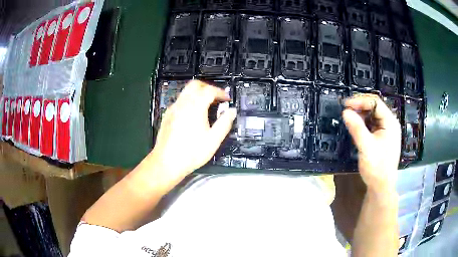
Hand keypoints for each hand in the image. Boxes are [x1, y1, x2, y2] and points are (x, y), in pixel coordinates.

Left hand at [145, 80, 235, 190]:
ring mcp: (173, 109)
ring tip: (207, 106)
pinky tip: (193, 114)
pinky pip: (180, 100)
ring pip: (186, 91)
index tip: (226, 99)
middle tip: (216, 98)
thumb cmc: (191, 153)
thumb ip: (224, 123)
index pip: (209, 90)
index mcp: (195, 107)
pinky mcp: (167, 115)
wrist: (167, 163)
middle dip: (208, 87)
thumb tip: (232, 112)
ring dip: (198, 93)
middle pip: (195, 84)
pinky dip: (189, 100)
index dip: (220, 92)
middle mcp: (182, 104)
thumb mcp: (213, 140)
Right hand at [342, 94, 400, 192]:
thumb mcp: (366, 147)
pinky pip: (372, 124)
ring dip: (361, 115)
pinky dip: (363, 123)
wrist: (381, 187)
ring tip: (349, 119)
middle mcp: (390, 123)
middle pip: (375, 107)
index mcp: (390, 122)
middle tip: (346, 110)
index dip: (360, 101)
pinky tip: (356, 127)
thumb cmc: (376, 167)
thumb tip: (345, 112)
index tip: (345, 105)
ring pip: (373, 115)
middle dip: (360, 107)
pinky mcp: (382, 137)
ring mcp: (386, 130)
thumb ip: (356, 128)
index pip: (375, 103)